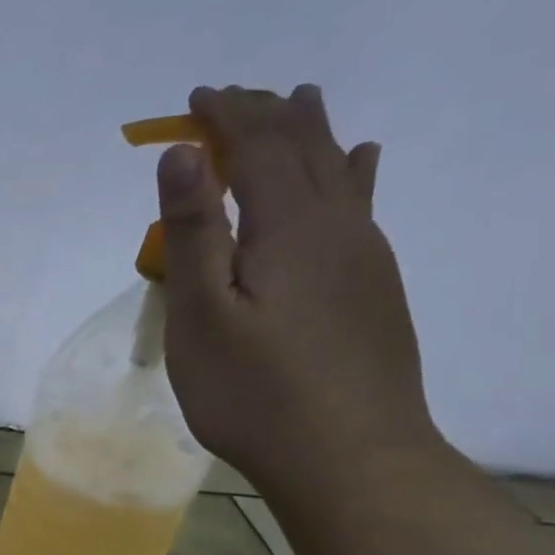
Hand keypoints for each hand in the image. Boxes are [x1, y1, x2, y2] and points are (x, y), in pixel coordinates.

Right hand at [155, 84, 440, 490]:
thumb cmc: (255, 391)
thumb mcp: (202, 313)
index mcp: (289, 227)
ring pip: (340, 171)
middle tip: (233, 95)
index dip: (227, 116)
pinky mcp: (373, 287)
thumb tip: (182, 153)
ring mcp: (363, 257)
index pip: (259, 148)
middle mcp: (337, 227)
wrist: (350, 458)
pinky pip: (362, 205)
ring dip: (312, 132)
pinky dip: (354, 171)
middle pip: (303, 149)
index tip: (195, 97)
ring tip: (300, 98)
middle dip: (265, 116)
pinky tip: (361, 162)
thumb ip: (195, 231)